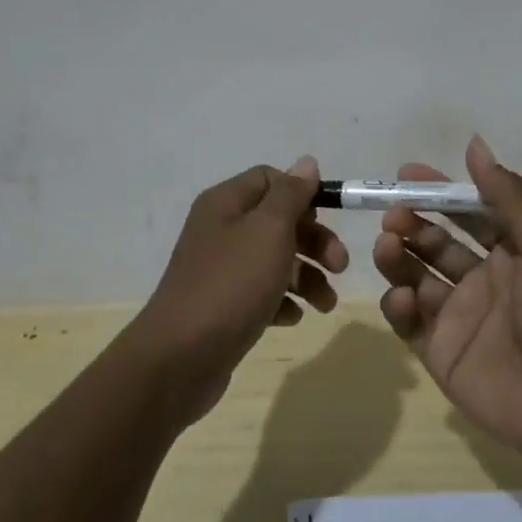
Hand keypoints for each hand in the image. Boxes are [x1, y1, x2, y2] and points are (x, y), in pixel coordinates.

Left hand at [132, 156, 346, 421]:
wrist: (180, 359)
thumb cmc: (231, 284)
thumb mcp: (269, 230)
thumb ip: (291, 194)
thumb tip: (306, 162)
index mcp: (226, 203)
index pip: (270, 179)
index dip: (302, 194)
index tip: (329, 217)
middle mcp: (220, 230)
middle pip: (277, 222)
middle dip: (314, 241)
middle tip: (340, 266)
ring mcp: (220, 271)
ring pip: (274, 261)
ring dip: (307, 277)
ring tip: (326, 305)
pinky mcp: (223, 307)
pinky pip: (261, 294)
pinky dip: (282, 302)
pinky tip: (292, 318)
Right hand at [372, 135, 521, 456]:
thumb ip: (508, 195)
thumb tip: (475, 144)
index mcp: (511, 252)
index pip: (467, 212)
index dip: (438, 192)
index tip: (406, 174)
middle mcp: (482, 280)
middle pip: (435, 242)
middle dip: (411, 223)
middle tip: (392, 215)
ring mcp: (458, 316)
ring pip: (416, 276)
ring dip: (398, 257)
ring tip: (386, 245)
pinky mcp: (440, 351)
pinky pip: (409, 322)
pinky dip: (398, 306)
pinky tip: (403, 298)